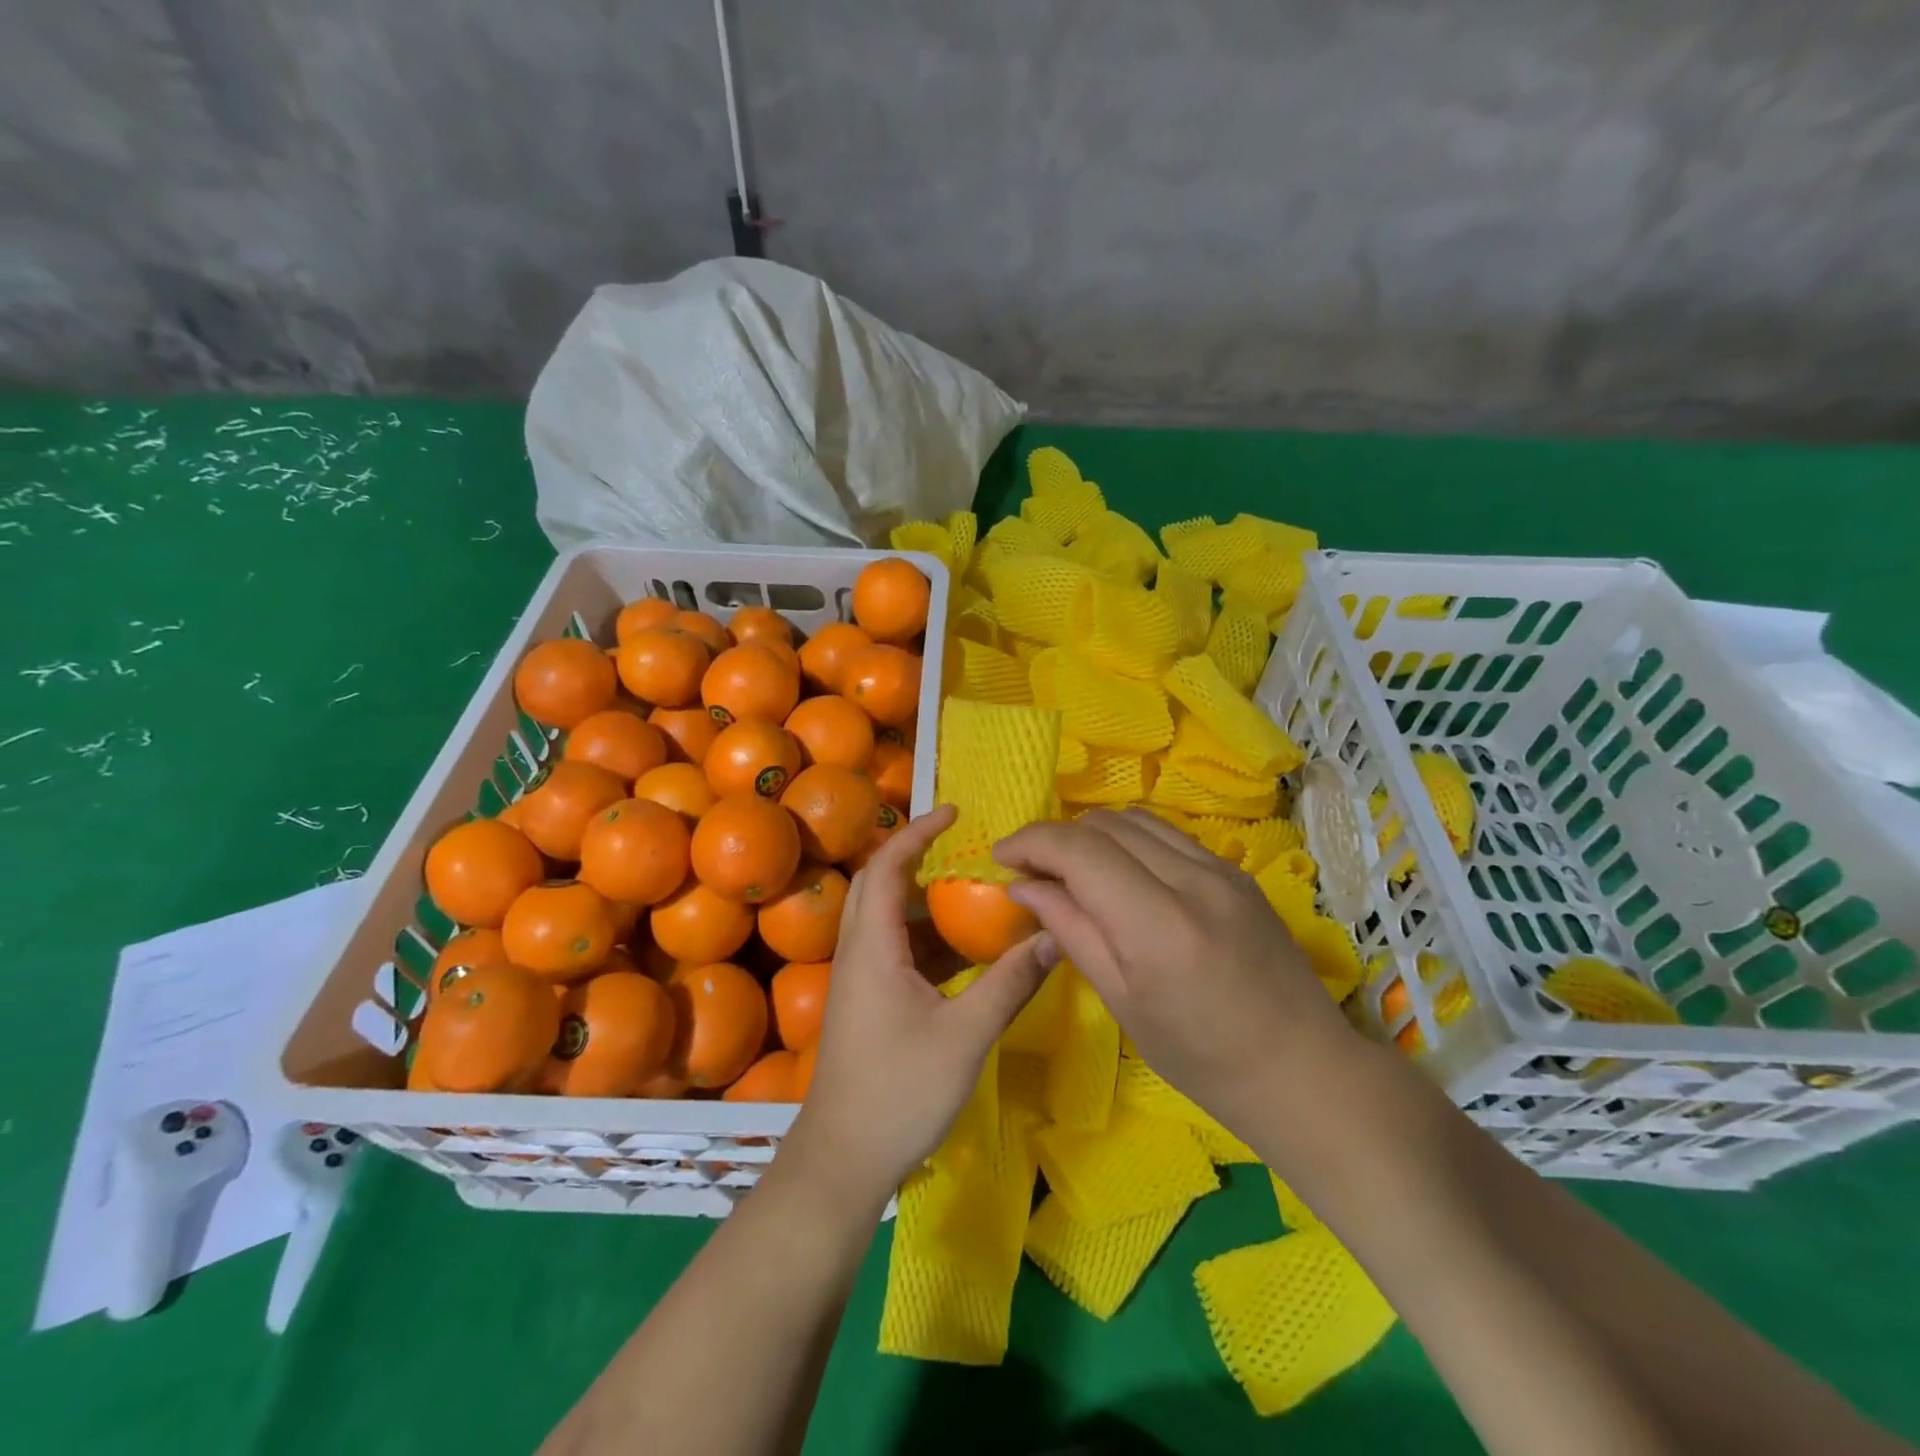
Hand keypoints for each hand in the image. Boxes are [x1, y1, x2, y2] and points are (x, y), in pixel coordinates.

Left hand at [785, 806, 1056, 1203]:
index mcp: (873, 946)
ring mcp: (859, 980)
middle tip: (961, 847)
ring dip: (923, 900)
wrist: (842, 1160)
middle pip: (878, 884)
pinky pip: (893, 951)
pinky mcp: (866, 1004)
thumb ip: (1011, 983)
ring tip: (973, 893)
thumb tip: (1056, 938)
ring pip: (886, 919)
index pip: (888, 867)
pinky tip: (964, 953)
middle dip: (915, 856)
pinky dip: (925, 938)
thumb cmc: (900, 1091)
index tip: (953, 811)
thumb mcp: (966, 1036)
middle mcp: (859, 952)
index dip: (917, 832)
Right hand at [994, 808, 1357, 1125]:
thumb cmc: (1201, 1056)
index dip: (1032, 842)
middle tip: (1031, 870)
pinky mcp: (1236, 871)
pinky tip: (1119, 873)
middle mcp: (1193, 880)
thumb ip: (1071, 931)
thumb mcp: (1123, 1001)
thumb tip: (1023, 887)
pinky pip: (1167, 835)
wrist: (1300, 1068)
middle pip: (1104, 825)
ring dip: (1091, 835)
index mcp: (1159, 925)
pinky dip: (1128, 841)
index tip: (1002, 857)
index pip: (1080, 851)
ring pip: (1135, 820)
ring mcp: (1221, 869)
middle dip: (1056, 837)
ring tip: (1070, 869)